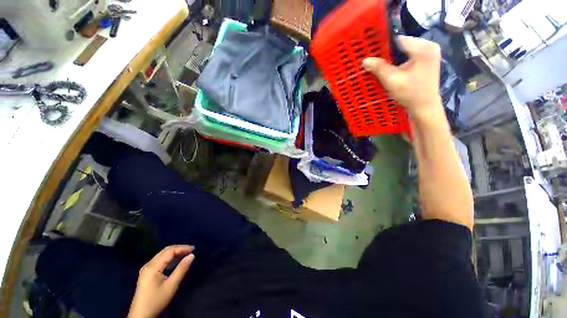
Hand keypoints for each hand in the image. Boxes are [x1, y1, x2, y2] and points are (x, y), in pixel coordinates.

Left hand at [128, 245, 194, 317]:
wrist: (141, 315)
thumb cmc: (156, 301)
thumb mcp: (171, 286)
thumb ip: (181, 269)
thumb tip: (192, 255)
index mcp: (153, 267)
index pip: (169, 251)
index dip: (182, 248)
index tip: (194, 249)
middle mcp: (148, 265)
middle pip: (165, 251)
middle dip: (179, 248)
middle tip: (191, 250)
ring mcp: (146, 269)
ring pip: (162, 255)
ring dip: (174, 253)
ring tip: (185, 254)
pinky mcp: (146, 273)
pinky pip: (159, 260)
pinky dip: (169, 258)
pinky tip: (175, 262)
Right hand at [362, 36, 442, 117]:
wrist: (424, 106)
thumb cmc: (410, 94)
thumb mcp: (392, 81)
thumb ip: (379, 68)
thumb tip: (364, 60)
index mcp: (423, 48)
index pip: (399, 40)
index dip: (384, 46)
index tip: (372, 54)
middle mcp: (429, 45)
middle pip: (403, 44)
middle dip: (389, 53)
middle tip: (377, 62)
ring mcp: (431, 51)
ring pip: (406, 48)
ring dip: (394, 56)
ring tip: (384, 65)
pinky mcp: (429, 58)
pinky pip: (411, 53)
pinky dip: (401, 59)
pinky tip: (394, 67)